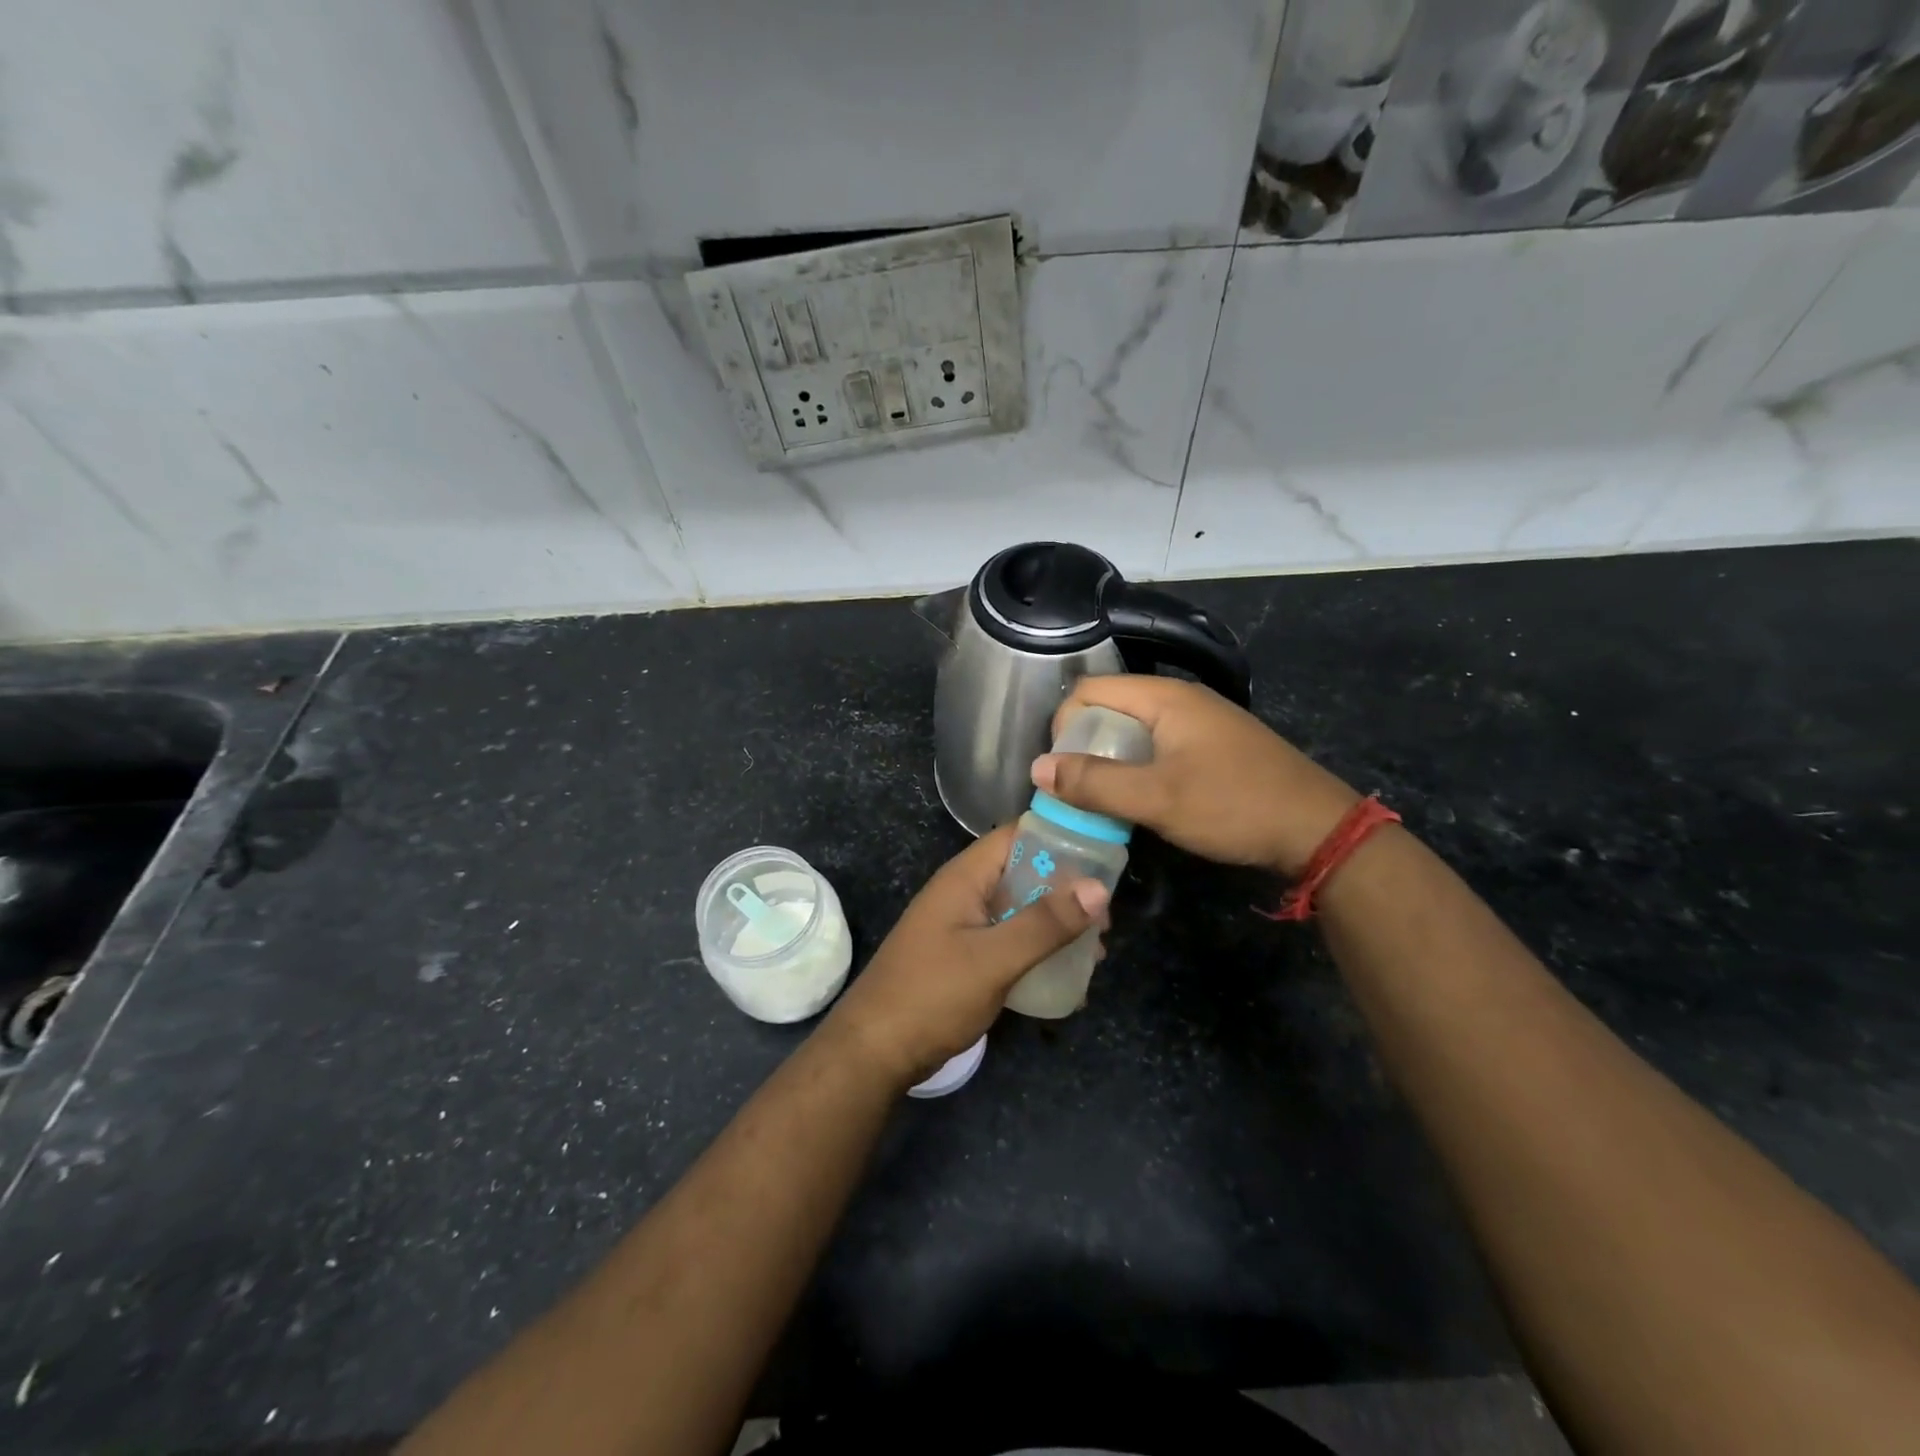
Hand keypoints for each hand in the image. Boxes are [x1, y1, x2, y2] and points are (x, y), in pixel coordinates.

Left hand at [824, 826, 1107, 1090]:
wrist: (874, 1051)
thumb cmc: (932, 994)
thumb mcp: (994, 959)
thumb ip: (1045, 923)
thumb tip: (1099, 888)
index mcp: (966, 877)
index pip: (1019, 834)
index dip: (1061, 837)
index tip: (1106, 857)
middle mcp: (965, 892)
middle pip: (1025, 872)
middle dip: (1067, 890)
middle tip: (1106, 919)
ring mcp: (964, 925)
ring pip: (1021, 909)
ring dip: (1056, 924)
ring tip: (1096, 951)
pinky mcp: (965, 956)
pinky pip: (1010, 940)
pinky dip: (1038, 950)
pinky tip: (1068, 977)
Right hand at [1032, 675, 1359, 877]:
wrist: (1318, 829)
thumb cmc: (1233, 806)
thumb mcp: (1157, 799)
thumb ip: (1094, 784)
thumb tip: (1038, 769)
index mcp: (1164, 697)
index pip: (1089, 690)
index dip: (1063, 725)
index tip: (1061, 771)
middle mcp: (1180, 698)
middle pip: (1109, 706)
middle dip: (1084, 744)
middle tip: (1078, 789)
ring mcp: (1200, 721)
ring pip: (1134, 729)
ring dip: (1110, 759)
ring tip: (1104, 798)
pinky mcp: (1213, 745)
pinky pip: (1158, 745)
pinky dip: (1137, 766)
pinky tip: (1142, 798)